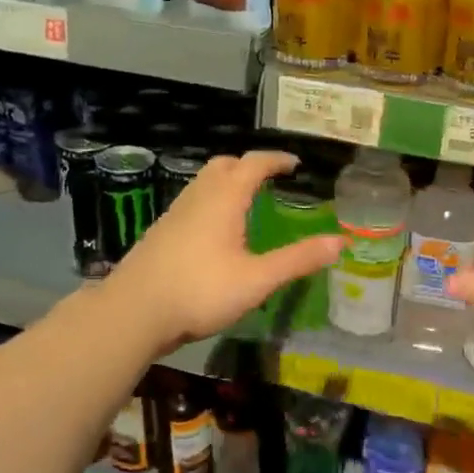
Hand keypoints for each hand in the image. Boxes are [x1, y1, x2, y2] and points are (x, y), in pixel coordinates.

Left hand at [101, 151, 340, 355]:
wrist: (133, 312)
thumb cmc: (200, 291)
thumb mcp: (257, 280)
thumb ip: (297, 260)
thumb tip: (340, 242)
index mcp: (223, 199)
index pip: (253, 164)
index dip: (276, 159)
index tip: (294, 163)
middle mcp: (198, 197)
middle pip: (223, 165)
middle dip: (248, 165)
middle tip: (269, 179)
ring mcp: (175, 214)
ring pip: (204, 183)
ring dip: (227, 182)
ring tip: (246, 202)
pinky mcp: (162, 233)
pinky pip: (192, 202)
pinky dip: (211, 201)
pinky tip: (216, 232)